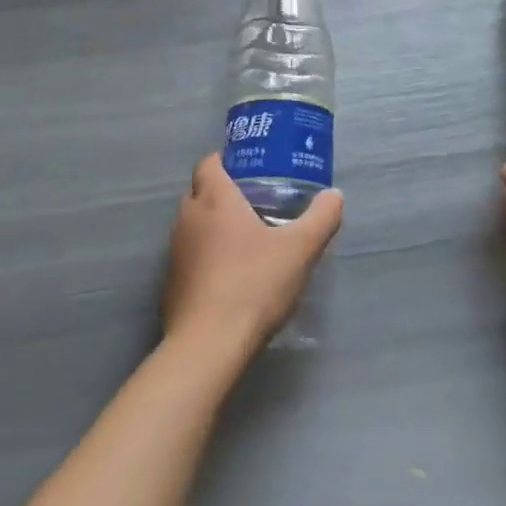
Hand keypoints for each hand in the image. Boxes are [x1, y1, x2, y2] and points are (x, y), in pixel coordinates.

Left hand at [163, 154, 342, 360]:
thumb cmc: (253, 284)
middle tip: (257, 201)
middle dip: (224, 192)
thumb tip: (335, 195)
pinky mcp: (171, 282)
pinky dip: (206, 256)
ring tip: (247, 238)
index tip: (252, 169)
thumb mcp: (300, 249)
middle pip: (201, 191)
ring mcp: (175, 251)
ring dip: (214, 225)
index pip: (210, 162)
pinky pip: (190, 255)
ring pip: (194, 224)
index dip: (228, 160)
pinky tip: (230, 275)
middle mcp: (187, 217)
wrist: (209, 345)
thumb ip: (321, 218)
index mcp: (214, 198)